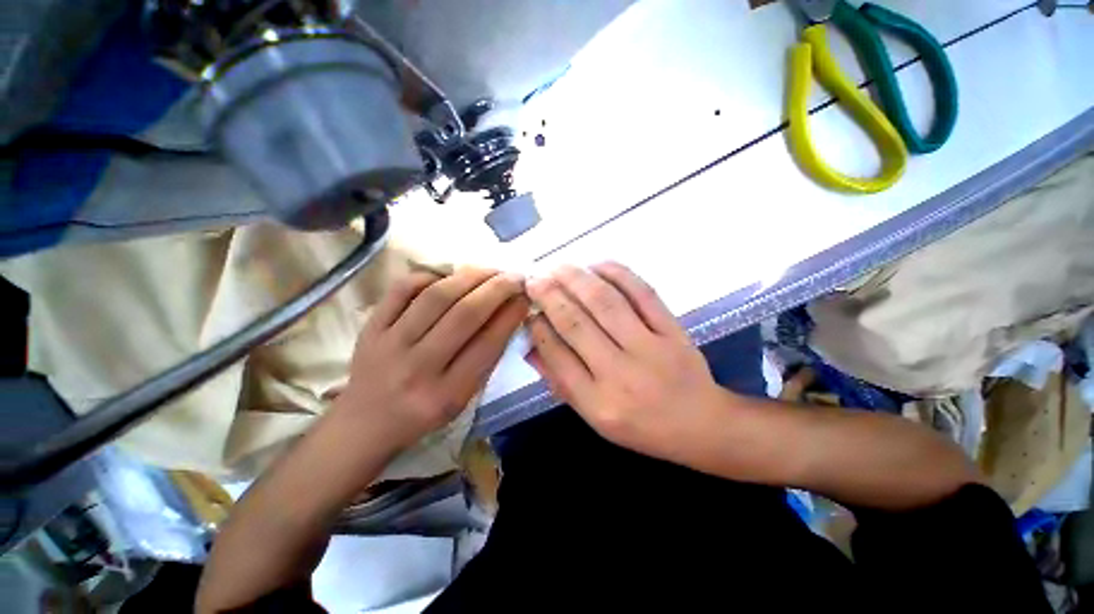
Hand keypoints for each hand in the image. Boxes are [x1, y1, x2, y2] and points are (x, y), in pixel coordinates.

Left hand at [335, 268, 528, 448]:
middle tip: (514, 276)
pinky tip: (448, 277)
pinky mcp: (370, 328)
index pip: (487, 344)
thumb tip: (509, 313)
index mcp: (446, 394)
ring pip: (436, 297)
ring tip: (490, 270)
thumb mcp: (462, 399)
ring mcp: (389, 344)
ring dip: (470, 277)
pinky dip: (429, 276)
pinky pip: (402, 289)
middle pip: (464, 314)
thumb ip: (486, 359)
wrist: (365, 423)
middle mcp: (418, 368)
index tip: (525, 296)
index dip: (511, 315)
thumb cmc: (423, 414)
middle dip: (497, 288)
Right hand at [525, 262, 728, 464]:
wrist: (700, 423)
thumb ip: (560, 382)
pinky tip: (597, 265)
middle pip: (576, 323)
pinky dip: (618, 274)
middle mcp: (620, 373)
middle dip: (550, 295)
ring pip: (605, 303)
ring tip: (558, 267)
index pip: (557, 355)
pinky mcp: (672, 330)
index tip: (529, 310)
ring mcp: (649, 348)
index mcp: (598, 402)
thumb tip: (531, 346)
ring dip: (577, 279)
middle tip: (534, 278)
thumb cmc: (641, 426)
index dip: (538, 327)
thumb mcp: (594, 417)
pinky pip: (642, 294)